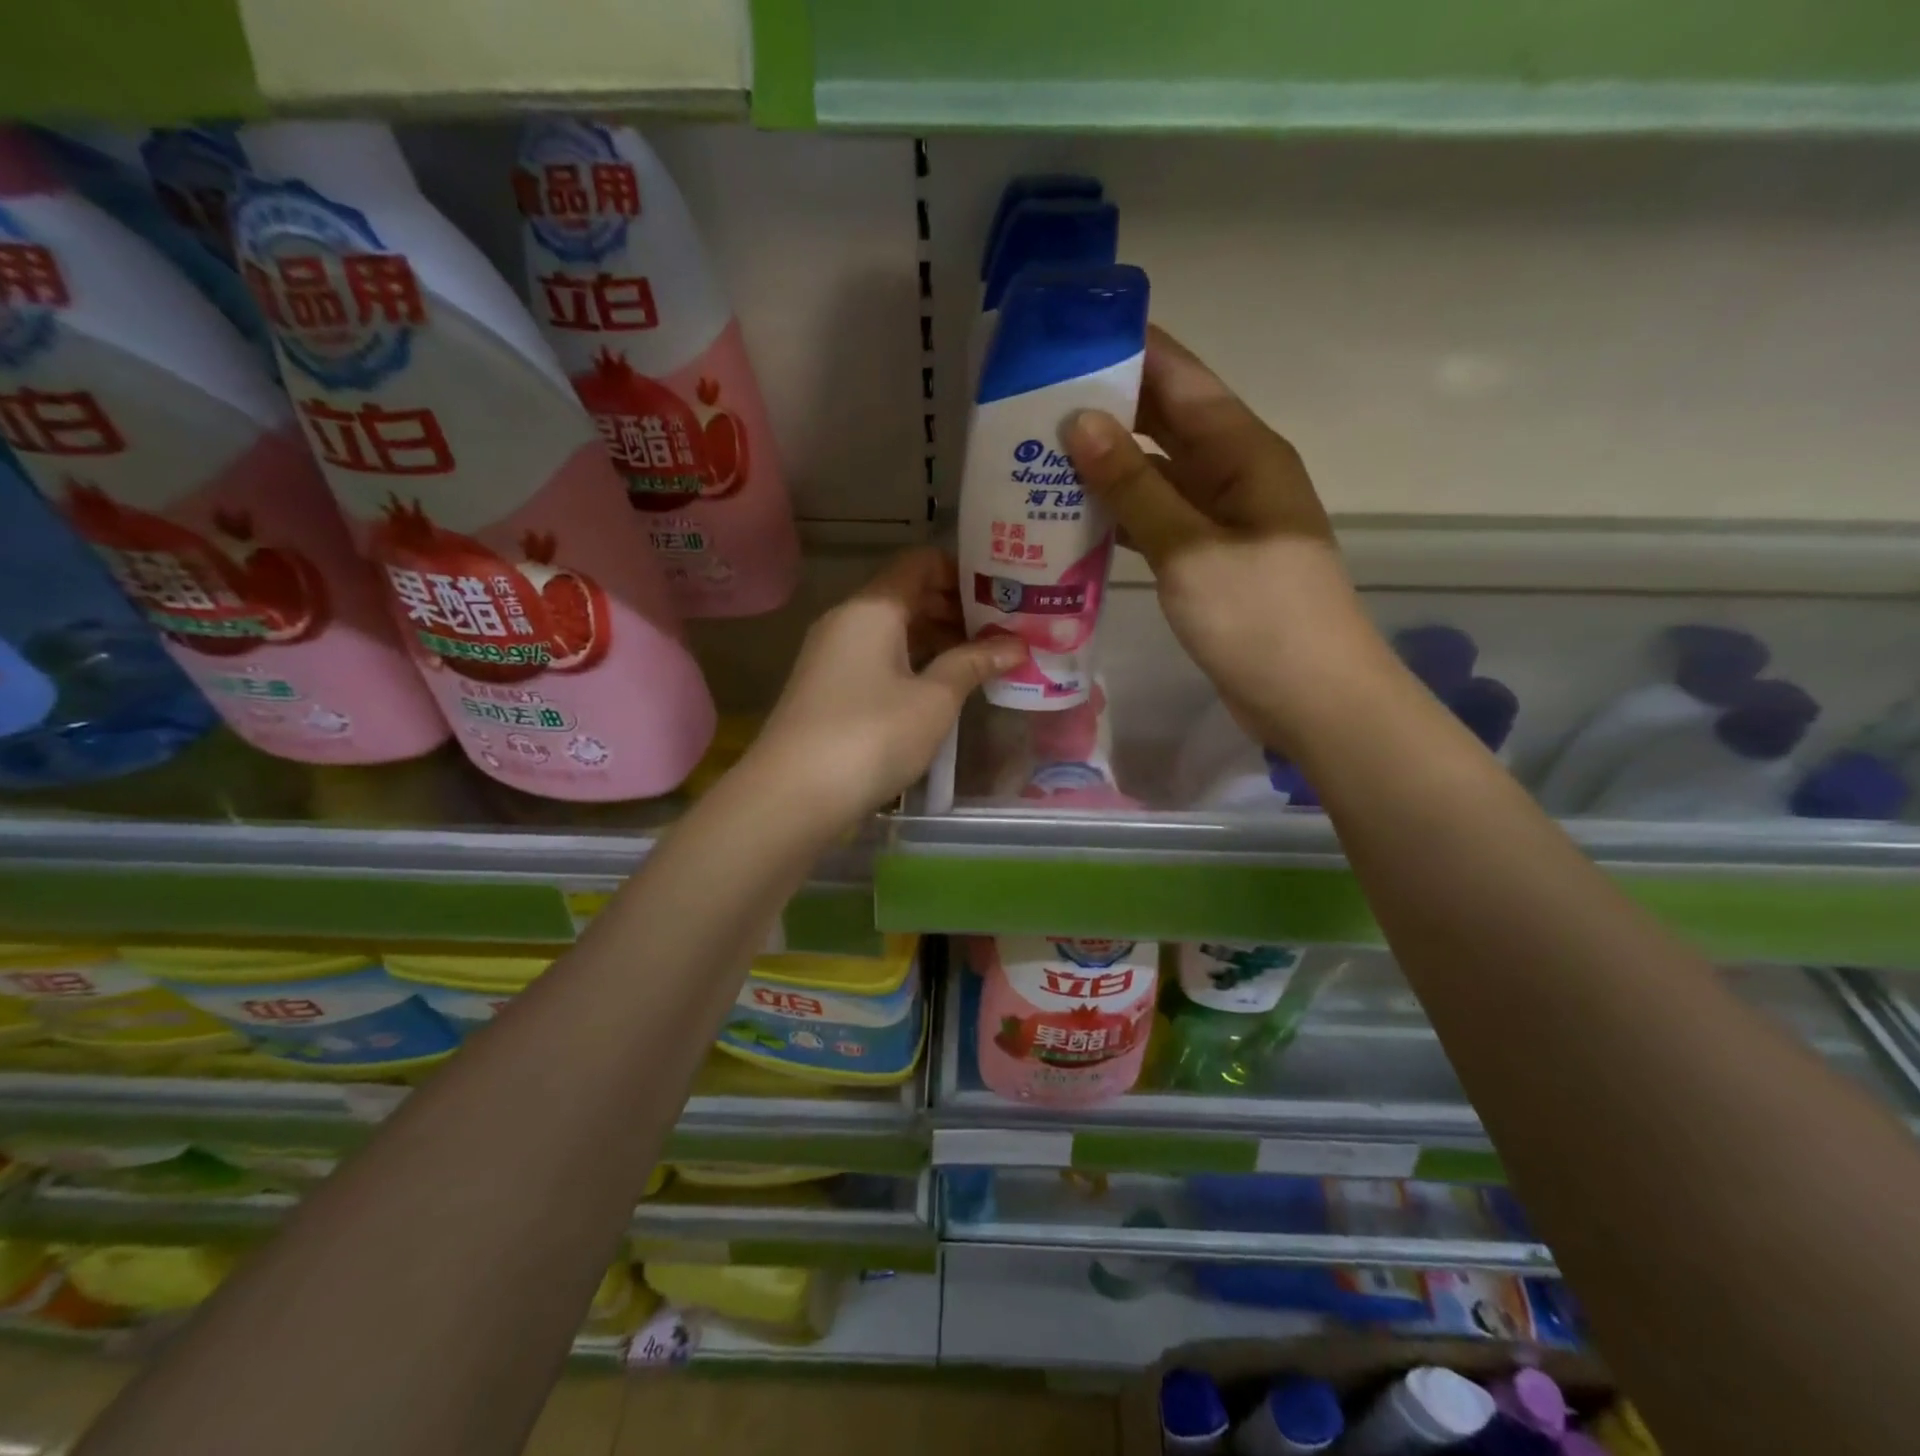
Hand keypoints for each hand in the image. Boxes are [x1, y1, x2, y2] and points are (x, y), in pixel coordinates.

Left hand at [751, 548, 1027, 821]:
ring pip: (893, 630)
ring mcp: (833, 655)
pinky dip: (912, 663)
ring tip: (982, 661)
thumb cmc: (871, 736)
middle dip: (955, 609)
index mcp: (872, 608)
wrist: (793, 794)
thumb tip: (1015, 644)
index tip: (1002, 594)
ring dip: (936, 640)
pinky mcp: (828, 687)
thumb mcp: (933, 700)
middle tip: (1002, 631)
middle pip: (907, 595)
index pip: (920, 563)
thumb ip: (973, 664)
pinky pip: (878, 658)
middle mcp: (847, 620)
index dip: (962, 571)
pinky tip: (942, 688)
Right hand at [1063, 327, 1394, 753]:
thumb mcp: (1191, 549)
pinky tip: (1070, 517)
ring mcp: (1220, 520)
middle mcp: (1234, 474)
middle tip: (1031, 400)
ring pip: (1155, 475)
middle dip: (1105, 407)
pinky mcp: (1206, 561)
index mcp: (1244, 452)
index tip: (1067, 334)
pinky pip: (1156, 520)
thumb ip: (1135, 487)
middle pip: (1164, 422)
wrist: (1311, 700)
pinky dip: (1118, 515)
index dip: (1129, 350)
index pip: (1181, 379)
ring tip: (1036, 454)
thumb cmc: (1260, 617)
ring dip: (1104, 466)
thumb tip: (1080, 422)